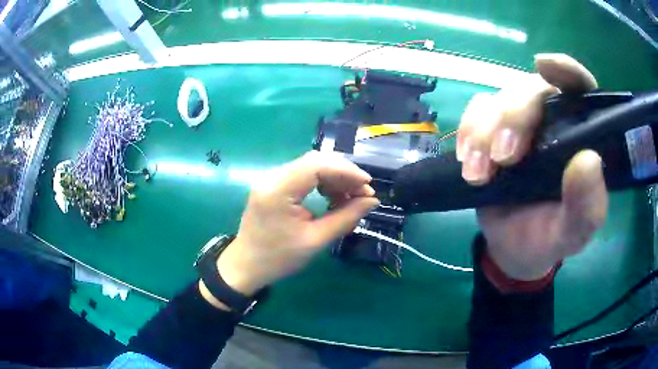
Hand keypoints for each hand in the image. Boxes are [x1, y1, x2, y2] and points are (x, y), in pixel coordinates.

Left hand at [204, 151, 378, 306]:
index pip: (317, 165)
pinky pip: (303, 176)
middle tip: (363, 192)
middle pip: (315, 161)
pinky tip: (332, 198)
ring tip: (350, 198)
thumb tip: (372, 201)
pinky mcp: (274, 186)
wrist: (246, 266)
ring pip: (310, 166)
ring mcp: (271, 179)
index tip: (368, 185)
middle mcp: (273, 177)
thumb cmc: (278, 258)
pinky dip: (322, 183)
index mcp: (278, 189)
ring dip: (334, 178)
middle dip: (343, 174)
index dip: (346, 171)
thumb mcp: (315, 241)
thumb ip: (345, 218)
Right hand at [456, 54, 608, 280]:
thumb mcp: (572, 233)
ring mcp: (521, 124)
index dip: (565, 70)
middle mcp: (553, 120)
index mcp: (581, 137)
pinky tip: (467, 160)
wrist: (514, 249)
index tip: (544, 66)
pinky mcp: (493, 130)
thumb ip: (586, 206)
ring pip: (499, 99)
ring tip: (479, 174)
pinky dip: (468, 131)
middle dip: (514, 118)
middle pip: (530, 90)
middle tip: (502, 158)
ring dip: (484, 131)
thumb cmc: (549, 239)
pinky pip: (476, 111)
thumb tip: (588, 160)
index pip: (579, 88)